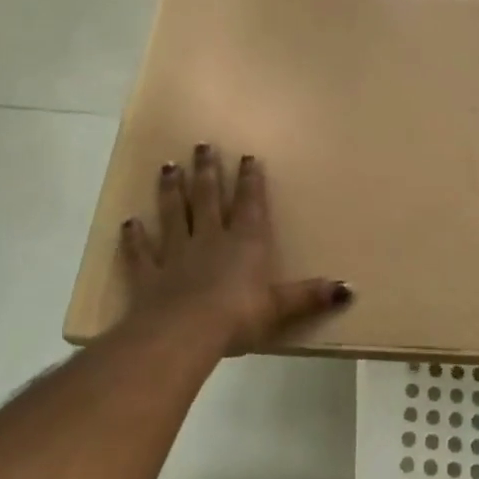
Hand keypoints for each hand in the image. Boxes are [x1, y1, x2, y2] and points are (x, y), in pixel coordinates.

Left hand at [118, 145, 351, 355]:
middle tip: (201, 145)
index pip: (249, 204)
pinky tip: (129, 223)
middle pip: (208, 198)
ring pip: (174, 214)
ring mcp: (176, 254)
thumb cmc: (238, 317)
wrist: (183, 333)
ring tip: (168, 167)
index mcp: (244, 243)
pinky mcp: (149, 275)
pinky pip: (140, 252)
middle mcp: (210, 239)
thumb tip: (349, 288)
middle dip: (207, 171)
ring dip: (171, 190)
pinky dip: (134, 238)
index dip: (250, 180)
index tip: (246, 156)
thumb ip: (310, 296)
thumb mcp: (280, 308)